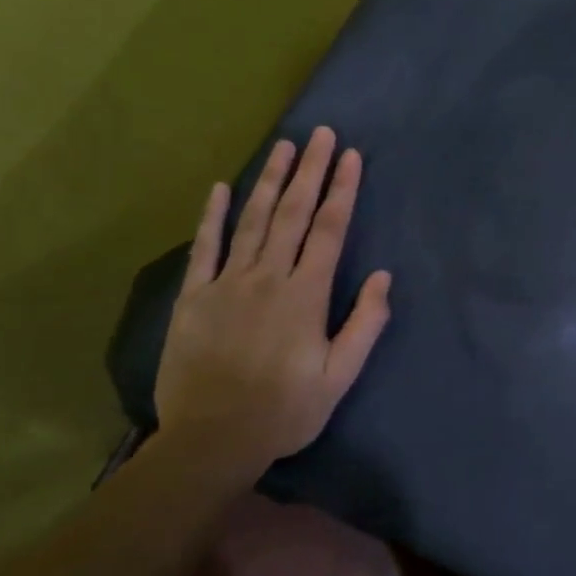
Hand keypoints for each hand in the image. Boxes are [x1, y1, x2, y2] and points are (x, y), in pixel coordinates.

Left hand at [154, 127, 392, 476]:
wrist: (210, 441)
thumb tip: (382, 277)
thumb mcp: (339, 378)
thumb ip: (364, 325)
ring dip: (270, 180)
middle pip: (293, 213)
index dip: (342, 190)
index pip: (329, 230)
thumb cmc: (284, 411)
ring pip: (252, 220)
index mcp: (305, 295)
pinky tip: (221, 187)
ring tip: (284, 147)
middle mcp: (267, 278)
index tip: (351, 157)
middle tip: (322, 134)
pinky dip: (212, 216)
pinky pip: (204, 248)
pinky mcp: (194, 297)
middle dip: (311, 171)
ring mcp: (226, 284)